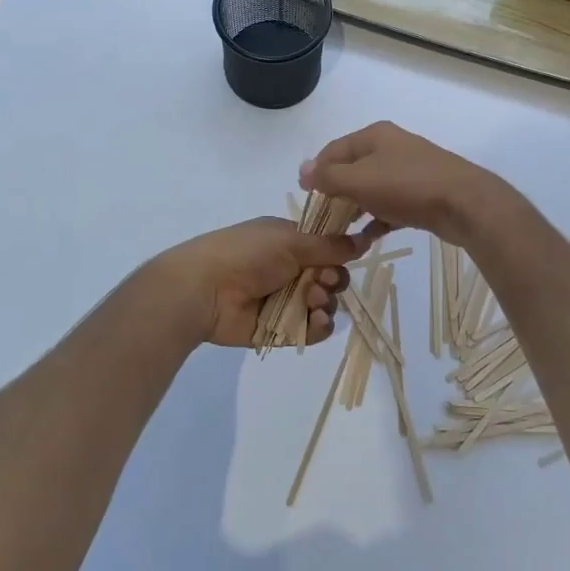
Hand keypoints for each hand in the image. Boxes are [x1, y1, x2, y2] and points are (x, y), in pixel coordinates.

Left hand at [154, 218, 362, 347]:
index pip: (327, 248)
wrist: (205, 290)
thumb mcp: (290, 240)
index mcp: (289, 242)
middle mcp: (290, 270)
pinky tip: (315, 319)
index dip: (339, 254)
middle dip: (334, 280)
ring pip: (324, 305)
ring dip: (326, 302)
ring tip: (311, 299)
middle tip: (322, 281)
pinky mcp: (281, 329)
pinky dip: (319, 326)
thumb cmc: (246, 254)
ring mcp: (285, 301)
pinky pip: (312, 330)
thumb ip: (329, 245)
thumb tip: (364, 239)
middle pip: (331, 278)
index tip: (342, 256)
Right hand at [300, 122, 512, 247]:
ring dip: (355, 209)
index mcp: (374, 136)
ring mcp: (409, 171)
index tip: (305, 197)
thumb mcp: (359, 179)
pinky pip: (390, 206)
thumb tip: (303, 170)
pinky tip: (366, 239)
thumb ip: (328, 176)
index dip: (316, 171)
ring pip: (371, 189)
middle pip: (352, 169)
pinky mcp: (422, 195)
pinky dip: (377, 219)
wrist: (465, 204)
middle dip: (335, 193)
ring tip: (340, 231)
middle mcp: (391, 148)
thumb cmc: (406, 186)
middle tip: (322, 218)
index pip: (333, 150)